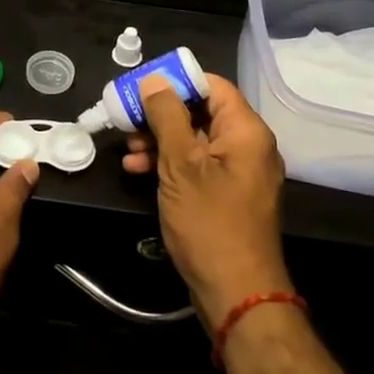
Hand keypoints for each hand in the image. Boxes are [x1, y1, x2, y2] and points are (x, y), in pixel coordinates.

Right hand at [135, 74, 290, 329]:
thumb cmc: (209, 223)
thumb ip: (167, 116)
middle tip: (126, 120)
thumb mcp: (181, 165)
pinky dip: (170, 163)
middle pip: (201, 111)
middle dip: (160, 114)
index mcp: (245, 131)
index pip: (212, 86)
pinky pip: (197, 165)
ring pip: (195, 139)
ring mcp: (238, 172)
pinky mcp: (226, 195)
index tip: (140, 87)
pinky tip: (139, 171)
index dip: (175, 81)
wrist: (236, 294)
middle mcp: (247, 146)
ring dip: (160, 140)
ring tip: (128, 151)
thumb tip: (154, 79)